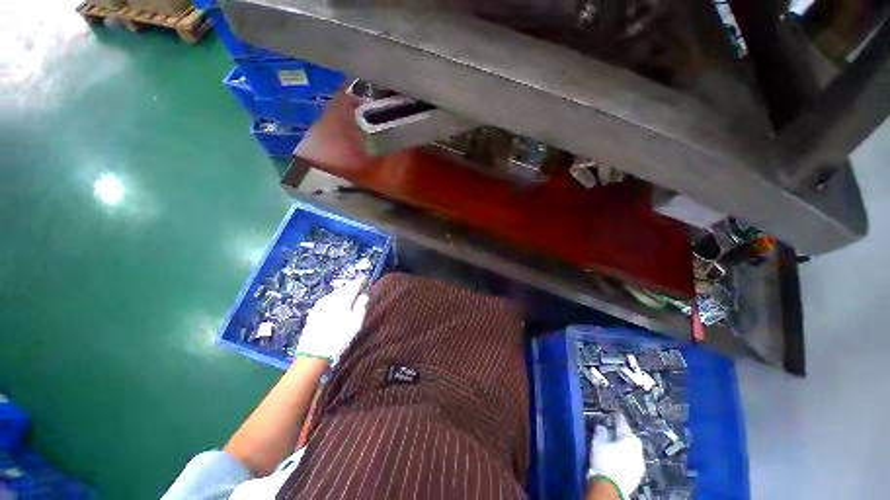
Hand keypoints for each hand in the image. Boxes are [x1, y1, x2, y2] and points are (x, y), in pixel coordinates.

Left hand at [295, 278, 368, 364]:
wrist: (313, 354)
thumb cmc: (339, 338)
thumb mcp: (356, 322)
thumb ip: (361, 305)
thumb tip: (364, 294)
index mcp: (342, 299)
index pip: (354, 284)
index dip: (362, 281)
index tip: (367, 280)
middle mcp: (330, 298)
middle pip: (344, 288)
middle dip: (352, 288)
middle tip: (360, 289)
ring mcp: (320, 304)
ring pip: (335, 294)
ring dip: (343, 294)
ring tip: (350, 299)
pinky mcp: (314, 311)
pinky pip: (328, 300)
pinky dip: (335, 300)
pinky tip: (338, 307)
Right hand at [587, 414, 644, 498]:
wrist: (611, 487)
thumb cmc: (604, 460)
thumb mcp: (598, 442)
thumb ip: (601, 432)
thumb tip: (602, 427)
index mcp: (630, 439)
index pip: (624, 424)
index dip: (618, 418)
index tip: (615, 414)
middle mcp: (638, 450)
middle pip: (630, 439)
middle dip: (623, 435)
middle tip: (614, 430)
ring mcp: (639, 464)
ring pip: (632, 451)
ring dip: (624, 447)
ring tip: (615, 445)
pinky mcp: (637, 475)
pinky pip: (631, 461)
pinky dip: (625, 457)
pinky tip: (618, 458)